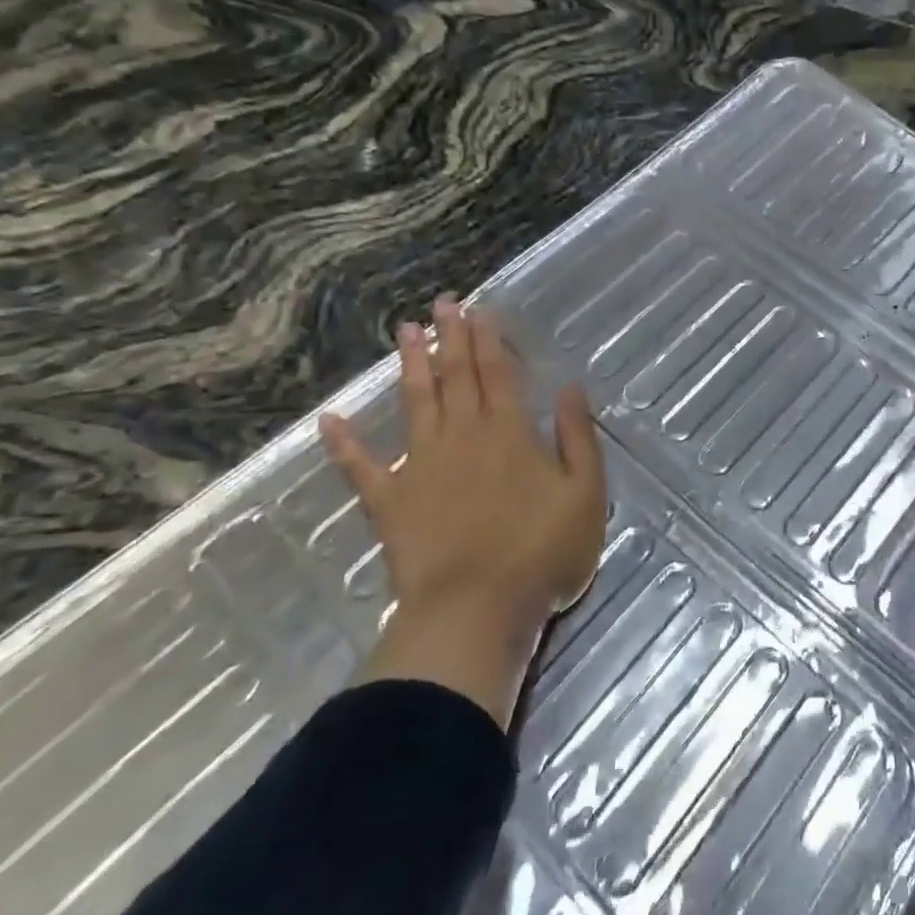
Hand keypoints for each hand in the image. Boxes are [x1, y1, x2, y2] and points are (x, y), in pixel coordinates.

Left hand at [320, 295, 606, 727]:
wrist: (475, 612)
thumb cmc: (541, 553)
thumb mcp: (585, 494)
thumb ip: (577, 437)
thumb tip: (570, 388)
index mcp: (509, 433)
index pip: (498, 373)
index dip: (490, 339)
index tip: (480, 309)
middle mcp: (462, 437)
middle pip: (456, 377)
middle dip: (451, 337)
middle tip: (442, 302)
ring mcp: (420, 467)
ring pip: (414, 404)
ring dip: (411, 366)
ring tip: (406, 332)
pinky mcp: (390, 503)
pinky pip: (362, 468)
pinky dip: (344, 444)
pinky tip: (329, 420)